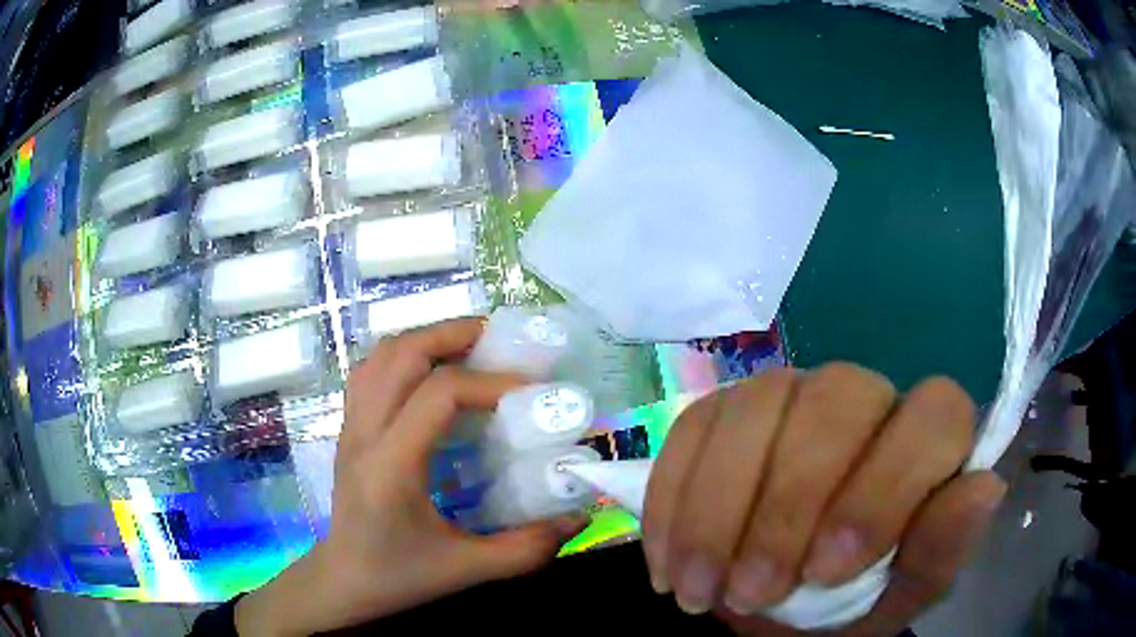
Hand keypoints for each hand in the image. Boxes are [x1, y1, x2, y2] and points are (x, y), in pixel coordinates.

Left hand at [235, 318, 587, 636]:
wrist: (344, 580)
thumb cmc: (399, 576)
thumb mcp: (467, 569)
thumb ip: (527, 548)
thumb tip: (579, 519)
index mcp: (392, 466)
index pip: (438, 395)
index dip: (488, 382)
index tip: (530, 390)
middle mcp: (364, 434)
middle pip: (400, 354)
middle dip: (452, 334)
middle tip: (498, 338)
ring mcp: (350, 426)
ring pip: (380, 355)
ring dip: (425, 339)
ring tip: (467, 346)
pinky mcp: (348, 428)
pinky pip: (370, 371)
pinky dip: (402, 356)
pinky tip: (429, 372)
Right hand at [642, 363, 1005, 634]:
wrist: (770, 607)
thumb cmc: (847, 606)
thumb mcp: (895, 599)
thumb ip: (938, 552)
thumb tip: (987, 488)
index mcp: (924, 440)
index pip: (935, 413)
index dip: (887, 487)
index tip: (828, 571)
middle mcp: (864, 399)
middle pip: (838, 399)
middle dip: (789, 505)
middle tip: (752, 593)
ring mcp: (791, 395)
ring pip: (759, 405)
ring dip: (719, 510)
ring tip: (699, 591)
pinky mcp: (725, 412)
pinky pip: (694, 428)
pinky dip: (675, 502)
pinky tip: (669, 564)